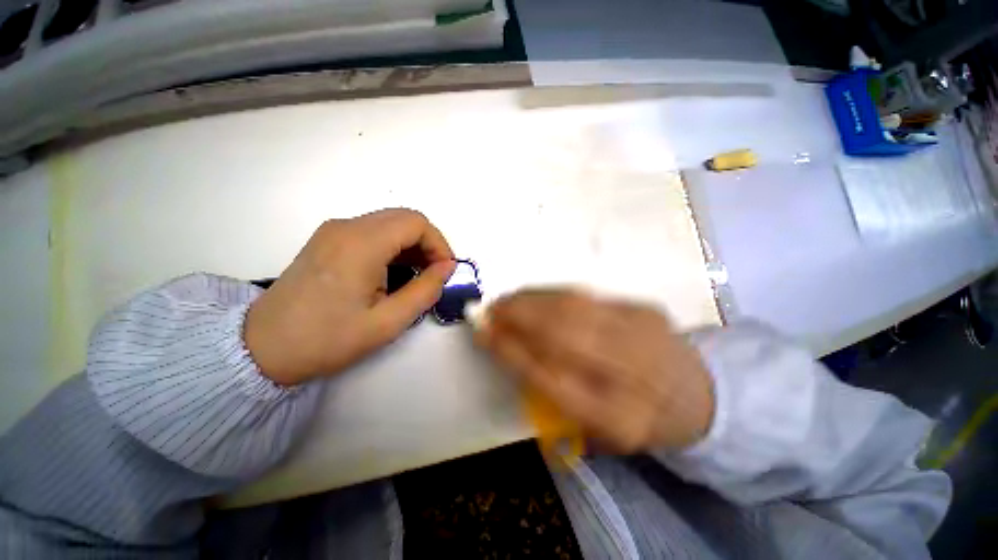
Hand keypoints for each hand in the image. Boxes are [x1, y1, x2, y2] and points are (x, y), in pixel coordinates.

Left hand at [245, 209, 455, 384]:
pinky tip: (392, 273)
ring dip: (411, 245)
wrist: (262, 348)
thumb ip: (425, 290)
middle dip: (428, 244)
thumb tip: (447, 268)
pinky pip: (372, 232)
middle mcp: (346, 227)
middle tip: (434, 274)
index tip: (445, 271)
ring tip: (416, 277)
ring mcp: (334, 231)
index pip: (417, 223)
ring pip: (389, 223)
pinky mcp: (328, 240)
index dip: (439, 244)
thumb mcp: (388, 322)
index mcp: (361, 244)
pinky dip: (393, 247)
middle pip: (404, 218)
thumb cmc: (328, 339)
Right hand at [475, 289, 714, 452]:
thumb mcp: (595, 429)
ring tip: (508, 300)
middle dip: (518, 317)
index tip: (484, 334)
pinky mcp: (645, 308)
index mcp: (618, 418)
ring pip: (573, 307)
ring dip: (531, 300)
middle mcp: (633, 372)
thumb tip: (508, 347)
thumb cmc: (637, 418)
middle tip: (490, 310)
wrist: (700, 394)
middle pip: (562, 334)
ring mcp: (643, 332)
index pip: (550, 378)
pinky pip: (587, 295)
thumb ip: (551, 393)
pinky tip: (536, 296)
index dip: (511, 352)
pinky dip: (553, 294)